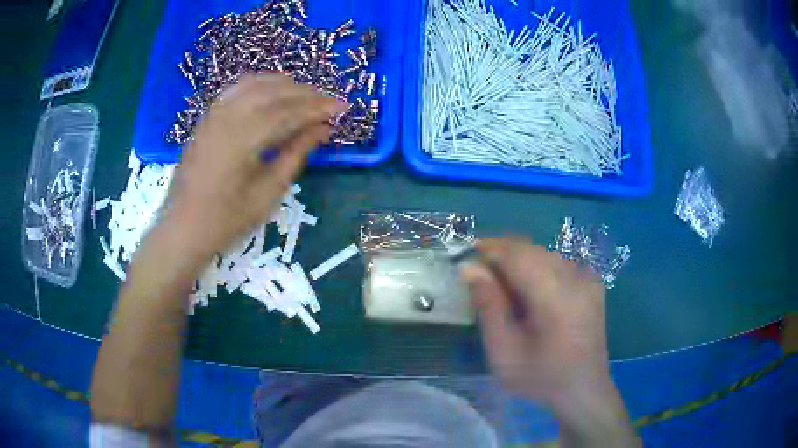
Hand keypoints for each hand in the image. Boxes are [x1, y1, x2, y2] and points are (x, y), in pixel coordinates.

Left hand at [169, 74, 347, 255]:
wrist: (184, 227)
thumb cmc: (227, 220)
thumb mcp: (268, 192)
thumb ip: (295, 154)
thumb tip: (322, 129)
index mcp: (242, 139)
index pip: (288, 111)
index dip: (318, 107)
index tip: (343, 106)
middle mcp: (227, 117)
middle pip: (273, 91)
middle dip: (305, 93)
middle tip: (328, 103)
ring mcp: (214, 114)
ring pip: (255, 84)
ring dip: (284, 86)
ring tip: (306, 97)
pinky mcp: (207, 118)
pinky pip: (237, 89)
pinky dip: (260, 86)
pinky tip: (272, 94)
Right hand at [463, 238, 609, 401]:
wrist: (583, 389)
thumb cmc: (540, 378)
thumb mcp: (504, 352)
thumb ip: (489, 307)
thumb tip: (471, 269)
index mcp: (557, 297)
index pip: (518, 255)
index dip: (489, 249)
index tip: (465, 256)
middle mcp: (576, 278)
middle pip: (531, 249)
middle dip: (501, 254)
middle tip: (478, 272)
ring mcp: (588, 278)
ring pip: (543, 253)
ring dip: (518, 260)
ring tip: (499, 283)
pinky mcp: (591, 282)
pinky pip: (557, 263)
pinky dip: (536, 268)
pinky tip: (527, 290)